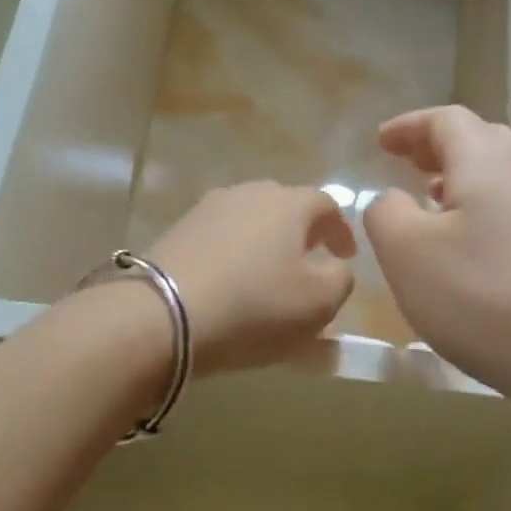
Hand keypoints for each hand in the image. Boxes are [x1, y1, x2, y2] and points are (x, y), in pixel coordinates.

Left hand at [147, 182, 357, 376]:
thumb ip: (341, 279)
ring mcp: (207, 210)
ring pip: (249, 222)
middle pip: (285, 207)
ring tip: (268, 275)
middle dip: (301, 233)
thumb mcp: (320, 302)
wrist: (164, 316)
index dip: (341, 231)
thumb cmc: (255, 306)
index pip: (327, 205)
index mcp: (289, 203)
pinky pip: (219, 240)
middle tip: (308, 262)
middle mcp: (247, 194)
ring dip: (265, 244)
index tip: (346, 256)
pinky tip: (231, 283)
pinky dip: (234, 256)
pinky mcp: (177, 232)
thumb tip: (334, 267)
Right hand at [363, 106, 510, 406]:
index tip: (381, 142)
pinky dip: (488, 210)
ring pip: (505, 176)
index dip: (409, 126)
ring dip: (464, 180)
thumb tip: (392, 199)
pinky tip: (475, 247)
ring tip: (434, 203)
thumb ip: (386, 214)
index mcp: (489, 162)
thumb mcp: (408, 255)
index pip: (446, 120)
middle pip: (482, 140)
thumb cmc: (484, 299)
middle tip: (407, 166)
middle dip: (439, 149)